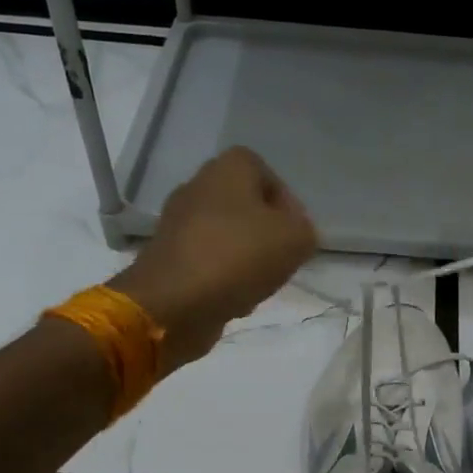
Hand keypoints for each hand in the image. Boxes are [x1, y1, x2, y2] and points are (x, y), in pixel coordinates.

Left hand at [111, 147, 317, 369]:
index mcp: (227, 169)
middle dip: (266, 234)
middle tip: (280, 260)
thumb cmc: (238, 257)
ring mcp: (177, 223)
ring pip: (227, 237)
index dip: (287, 203)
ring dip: (246, 259)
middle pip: (245, 206)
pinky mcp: (167, 257)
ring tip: (258, 284)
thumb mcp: (296, 240)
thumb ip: (305, 230)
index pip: (266, 173)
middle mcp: (198, 186)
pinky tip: (232, 299)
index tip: (296, 234)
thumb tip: (294, 234)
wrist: (172, 303)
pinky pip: (207, 262)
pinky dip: (223, 278)